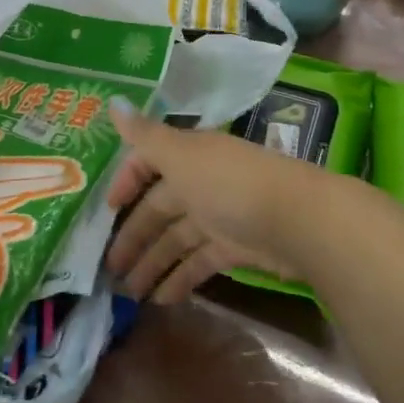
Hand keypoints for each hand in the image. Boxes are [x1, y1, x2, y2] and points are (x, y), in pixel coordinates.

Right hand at [104, 101, 319, 303]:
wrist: (297, 220)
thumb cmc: (230, 182)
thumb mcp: (181, 155)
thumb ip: (144, 136)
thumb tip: (113, 103)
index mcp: (187, 155)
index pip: (149, 163)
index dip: (126, 182)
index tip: (106, 210)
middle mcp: (201, 181)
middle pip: (160, 208)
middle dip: (134, 235)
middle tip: (108, 268)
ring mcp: (219, 215)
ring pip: (177, 239)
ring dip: (153, 263)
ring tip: (130, 294)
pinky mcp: (236, 247)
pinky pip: (199, 262)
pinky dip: (180, 278)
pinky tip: (161, 299)